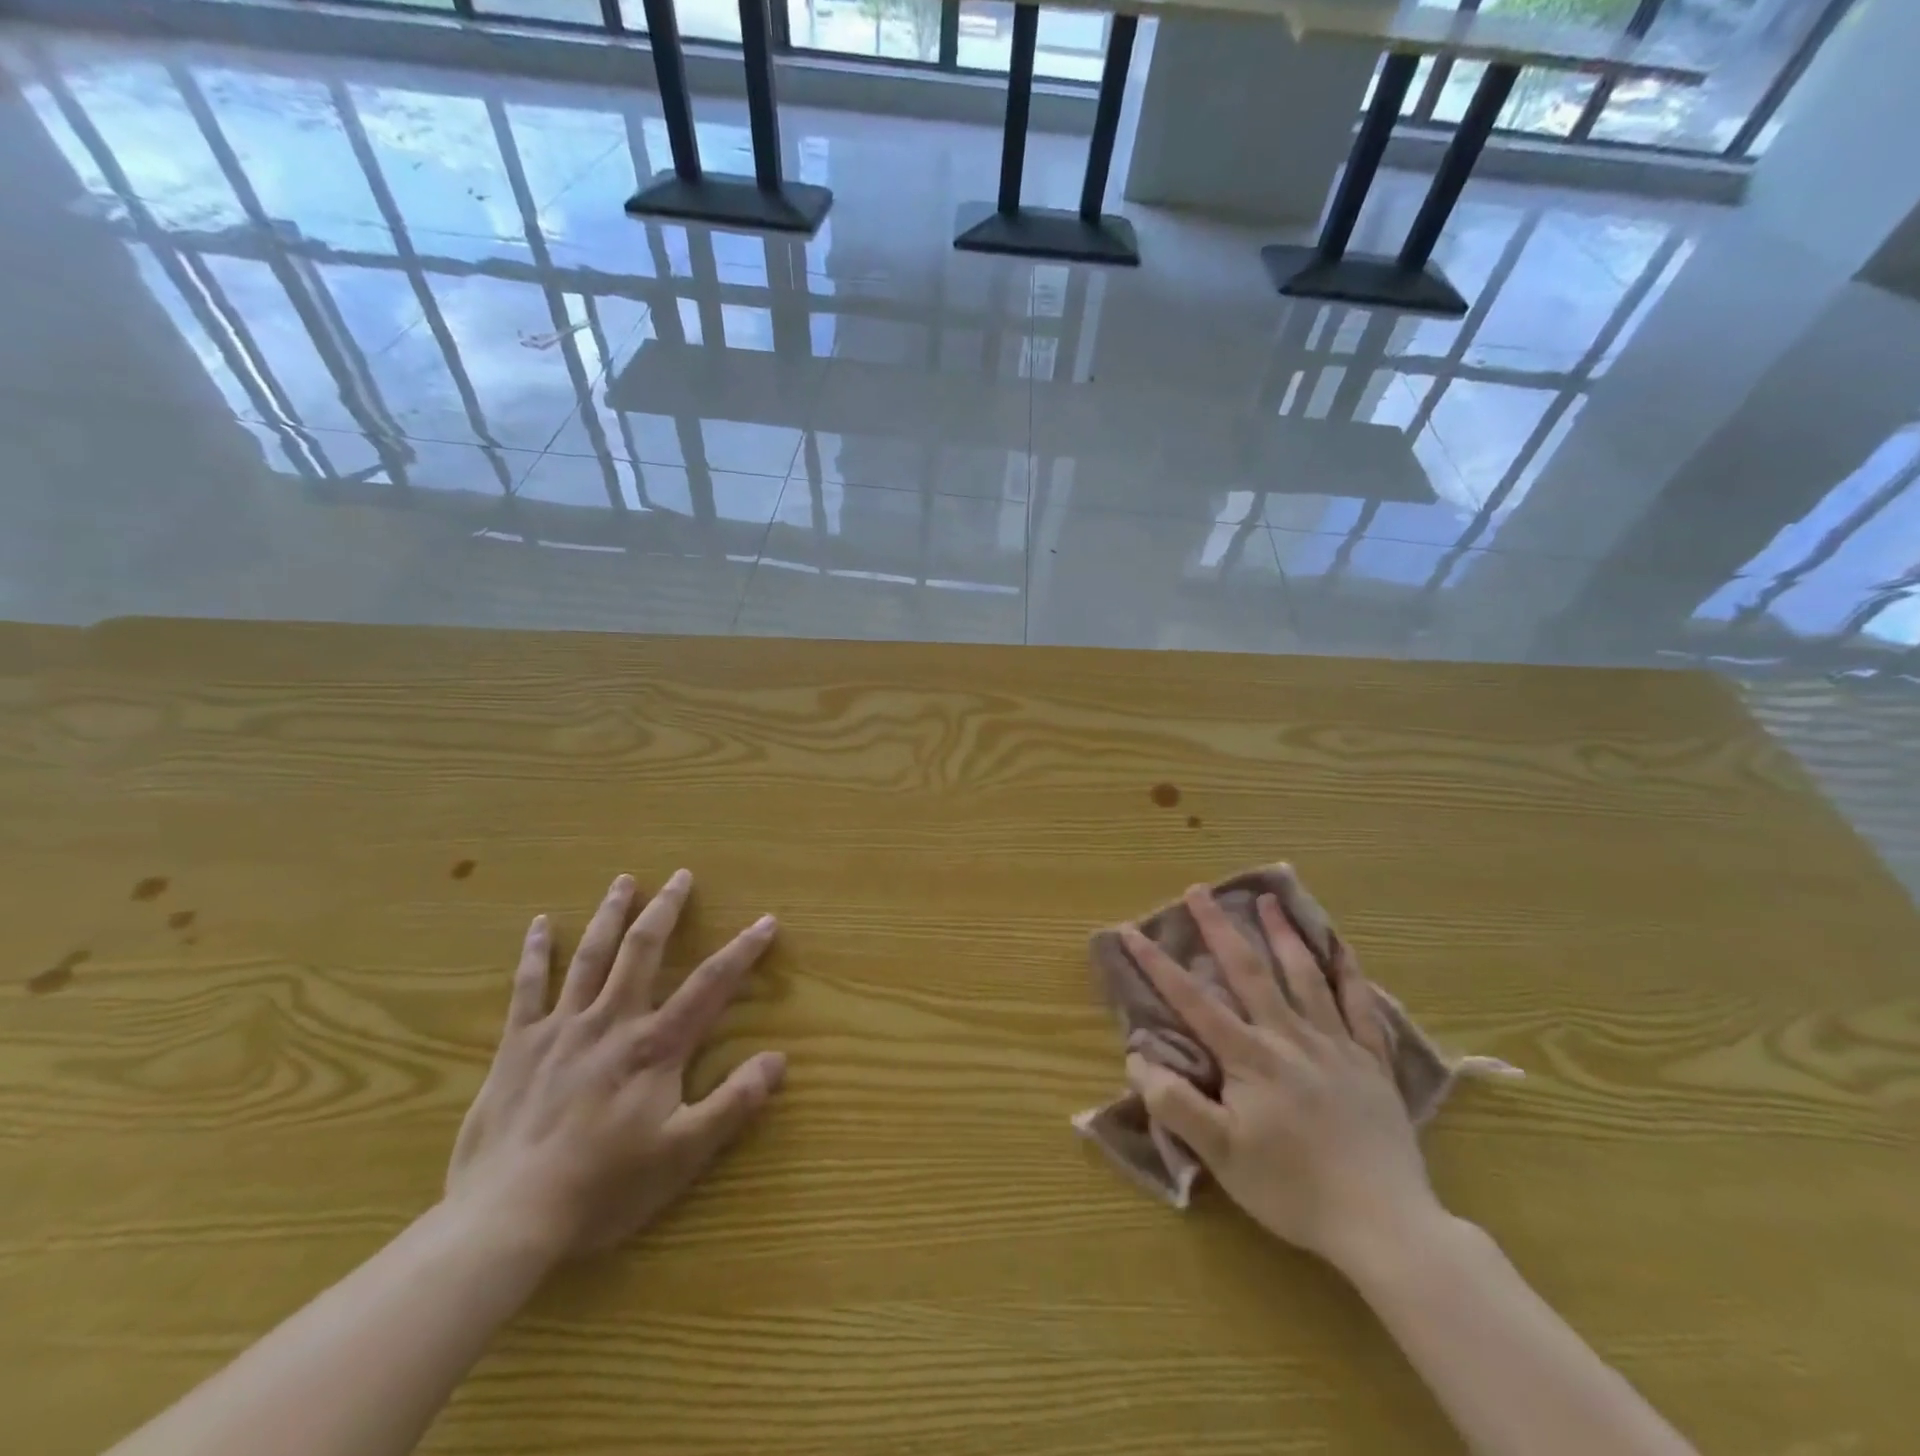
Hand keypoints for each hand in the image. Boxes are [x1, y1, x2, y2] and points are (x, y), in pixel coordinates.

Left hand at [444, 869, 785, 1262]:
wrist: (507, 1221)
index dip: (742, 950)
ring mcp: (561, 1029)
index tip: (766, 921)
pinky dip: (536, 953)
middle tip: (680, 875)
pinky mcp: (518, 1046)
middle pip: (643, 951)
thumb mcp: (683, 1153)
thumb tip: (778, 1059)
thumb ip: (733, 1103)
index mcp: (655, 1046)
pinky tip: (540, 924)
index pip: (710, 984)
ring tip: (624, 881)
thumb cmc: (603, 1188)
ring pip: (590, 957)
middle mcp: (611, 1022)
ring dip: (610, 914)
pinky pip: (527, 988)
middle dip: (666, 909)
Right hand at [1121, 887, 1441, 1275]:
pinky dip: (1350, 974)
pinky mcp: (1373, 1063)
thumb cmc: (1293, 1190)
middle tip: (1199, 890)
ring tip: (1268, 900)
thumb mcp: (1221, 1156)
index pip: (1193, 1001)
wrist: (1387, 1226)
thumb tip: (1137, 1057)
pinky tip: (1341, 949)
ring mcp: (1336, 1046)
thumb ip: (1175, 1103)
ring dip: (1283, 934)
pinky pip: (1361, 1007)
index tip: (1130, 930)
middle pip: (1250, 970)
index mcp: (1250, 1057)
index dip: (1157, 964)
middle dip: (1219, 927)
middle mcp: (1290, 1037)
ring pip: (1306, 976)